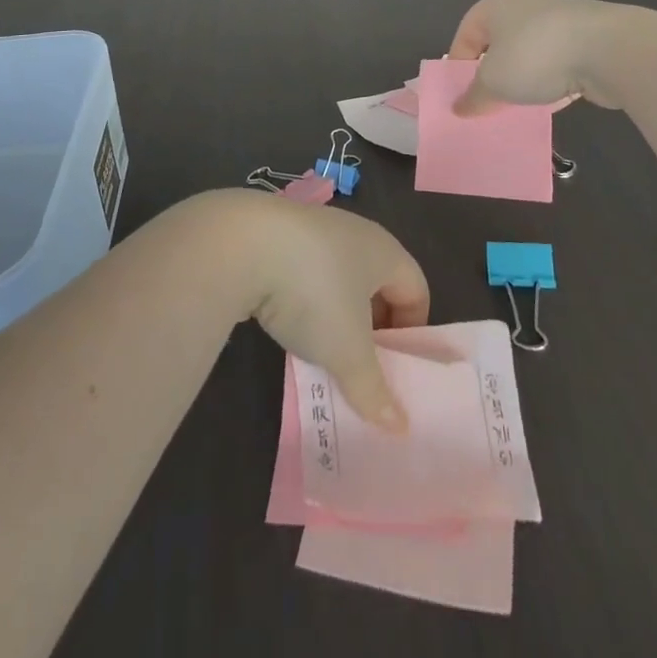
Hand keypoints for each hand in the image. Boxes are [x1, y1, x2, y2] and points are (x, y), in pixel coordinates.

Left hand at [218, 193, 429, 431]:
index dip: (412, 331)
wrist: (240, 244)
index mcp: (383, 250)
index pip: (416, 289)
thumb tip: (399, 427)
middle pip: (376, 284)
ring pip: (337, 280)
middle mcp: (352, 232)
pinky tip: (286, 326)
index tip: (396, 369)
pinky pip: (303, 274)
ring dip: (334, 318)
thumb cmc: (313, 291)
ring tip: (322, 354)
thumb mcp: (348, 351)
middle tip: (361, 368)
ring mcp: (311, 230)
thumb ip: (374, 390)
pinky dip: (302, 302)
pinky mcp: (275, 236)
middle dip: (372, 328)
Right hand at [446, 0, 624, 115]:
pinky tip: (551, 104)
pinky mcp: (585, 40)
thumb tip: (459, 108)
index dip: (458, 66)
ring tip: (518, 108)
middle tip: (487, 104)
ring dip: (522, 81)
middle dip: (491, 76)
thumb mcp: (494, 83)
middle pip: (497, 45)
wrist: (609, 49)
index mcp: (495, 6)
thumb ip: (474, 97)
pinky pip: (557, 64)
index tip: (461, 95)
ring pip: (528, 56)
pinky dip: (551, 83)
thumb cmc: (536, 56)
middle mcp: (524, 7)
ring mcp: (558, 22)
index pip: (465, 35)